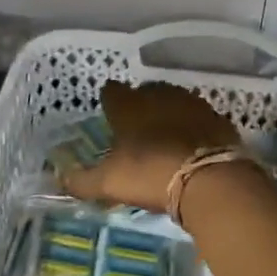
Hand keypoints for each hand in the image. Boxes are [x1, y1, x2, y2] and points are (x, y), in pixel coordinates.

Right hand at [61, 80, 240, 212]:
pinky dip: (194, 128)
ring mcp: (191, 104)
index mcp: (128, 105)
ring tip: (166, 136)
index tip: (109, 112)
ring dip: (169, 114)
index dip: (110, 101)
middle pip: (145, 93)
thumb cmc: (150, 174)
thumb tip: (59, 179)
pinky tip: (193, 145)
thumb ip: (81, 181)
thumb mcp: (109, 183)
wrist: (210, 179)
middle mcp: (159, 96)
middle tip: (137, 127)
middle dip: (141, 105)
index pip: (112, 91)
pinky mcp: (217, 118)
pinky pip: (200, 118)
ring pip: (175, 101)